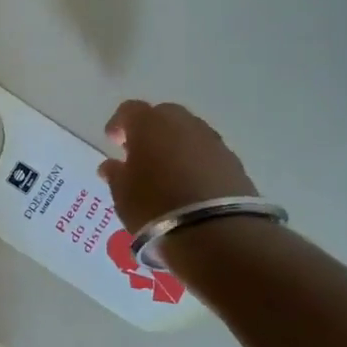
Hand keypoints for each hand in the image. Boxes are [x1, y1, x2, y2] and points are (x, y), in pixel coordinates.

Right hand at [97, 100, 258, 229]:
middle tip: (142, 155)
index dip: (119, 124)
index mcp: (149, 123)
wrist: (218, 235)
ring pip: (189, 134)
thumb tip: (111, 165)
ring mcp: (213, 142)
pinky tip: (192, 186)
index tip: (113, 142)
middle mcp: (183, 123)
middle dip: (151, 131)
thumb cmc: (156, 207)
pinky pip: (208, 155)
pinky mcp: (235, 164)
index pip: (129, 110)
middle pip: (164, 116)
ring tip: (168, 173)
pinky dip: (198, 164)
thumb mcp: (123, 195)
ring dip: (177, 147)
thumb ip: (116, 175)